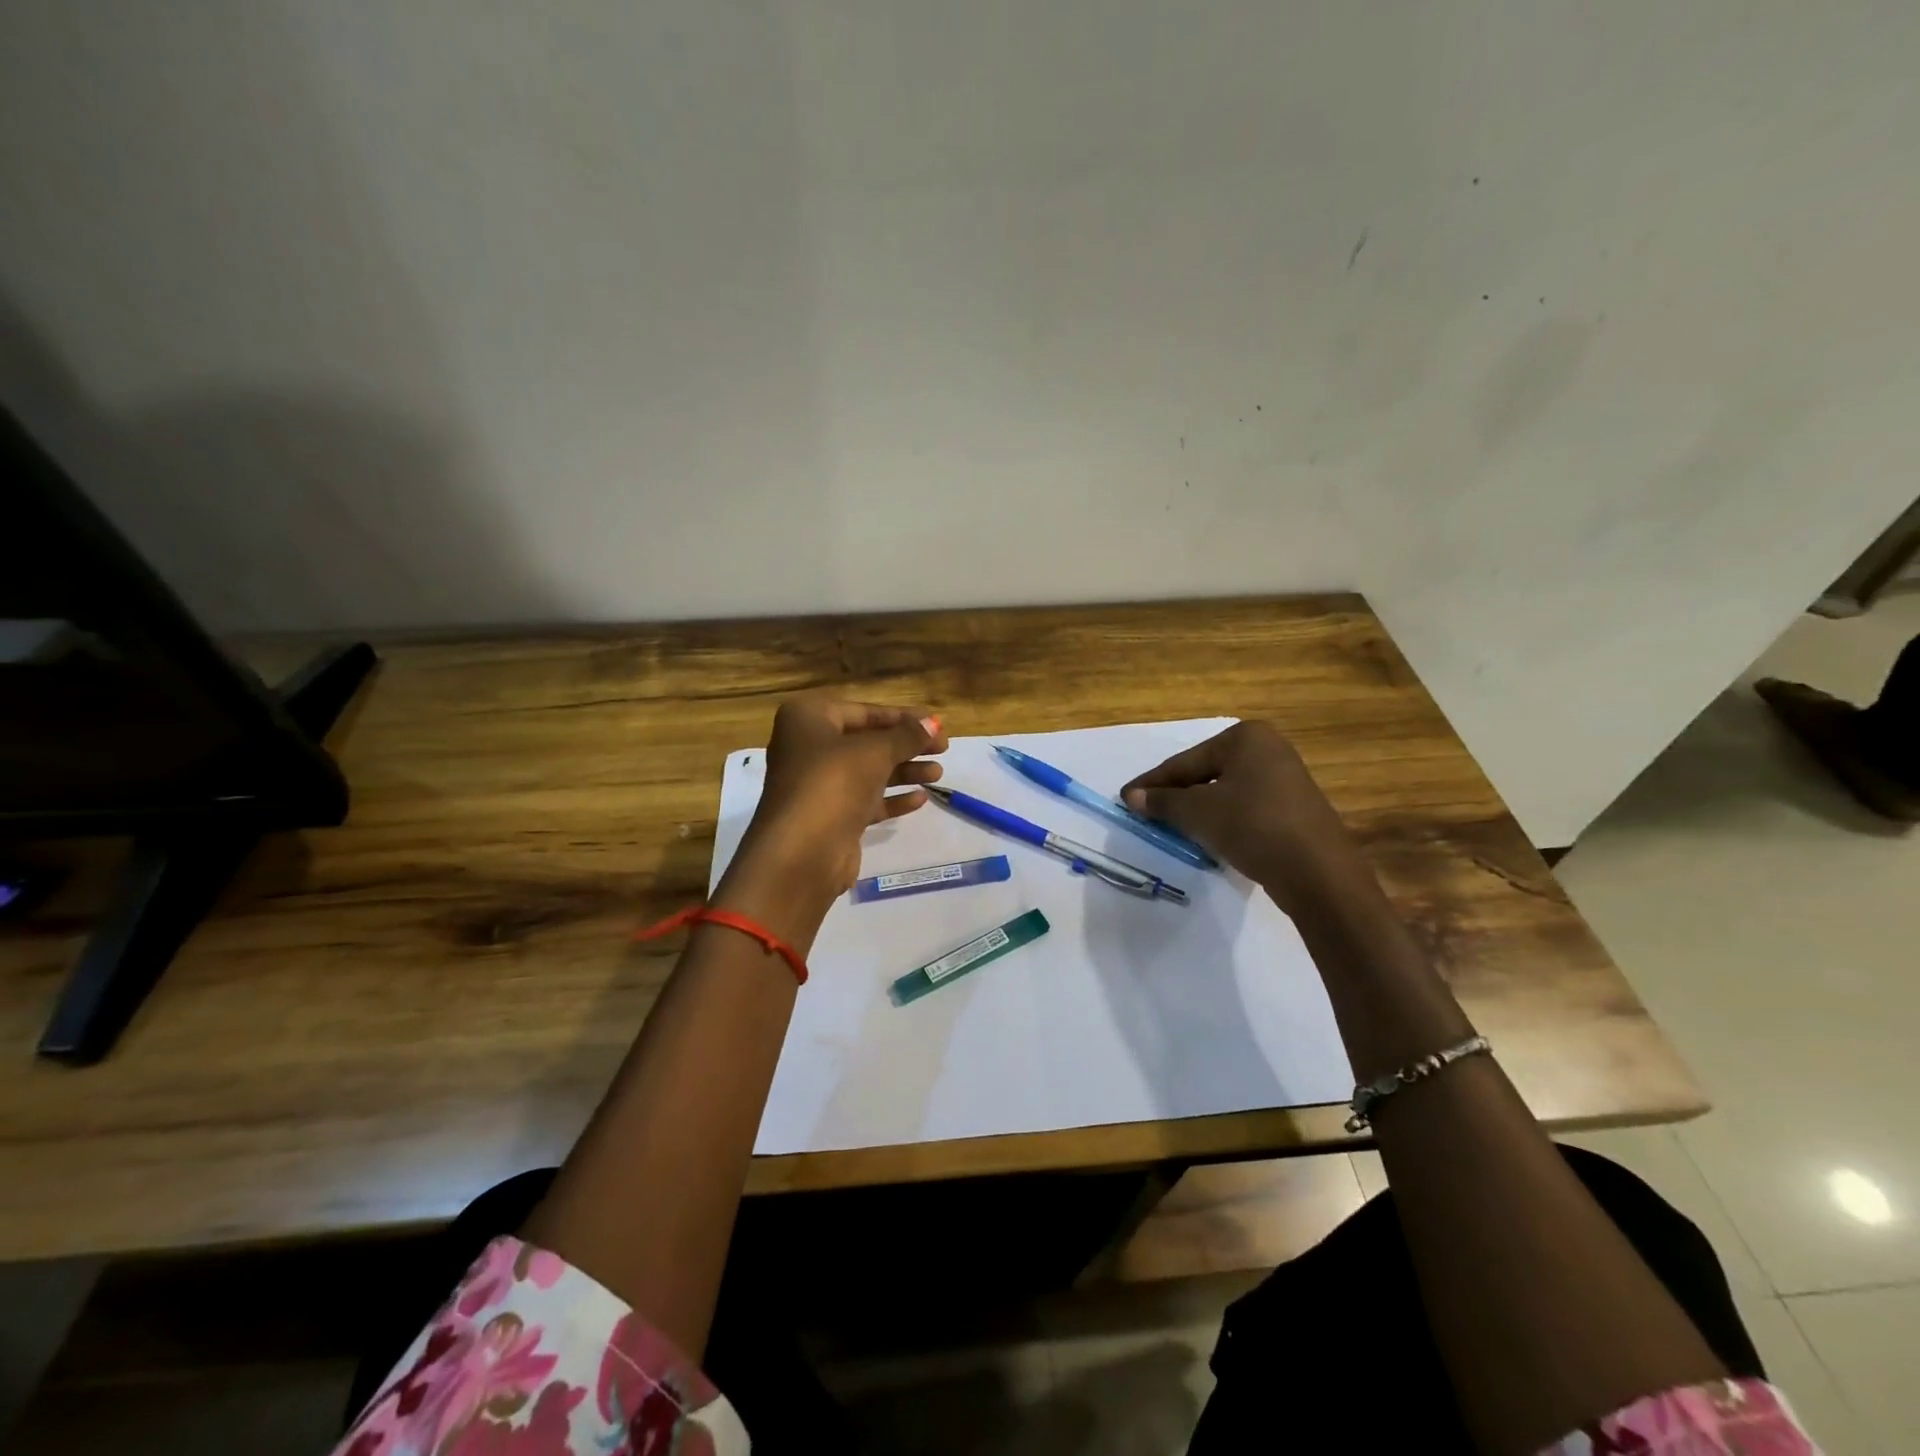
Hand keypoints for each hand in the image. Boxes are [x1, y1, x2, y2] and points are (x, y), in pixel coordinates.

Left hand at [720, 697, 948, 936]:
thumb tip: (933, 724)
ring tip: (938, 774)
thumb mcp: (875, 752)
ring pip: (867, 772)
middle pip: (866, 742)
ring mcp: (817, 785)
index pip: (863, 712)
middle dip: (905, 745)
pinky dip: (891, 798)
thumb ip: (907, 736)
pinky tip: (920, 799)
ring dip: (904, 771)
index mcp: (807, 720)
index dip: (902, 717)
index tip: (935, 723)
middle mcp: (807, 748)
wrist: (801, 853)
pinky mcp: (829, 816)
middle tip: (943, 748)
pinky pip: (864, 800)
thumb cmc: (833, 783)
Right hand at [1122, 720, 1362, 915]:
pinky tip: (1208, 836)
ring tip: (1171, 826)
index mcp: (1246, 737)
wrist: (1318, 873)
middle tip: (1145, 813)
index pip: (1185, 761)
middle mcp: (1268, 748)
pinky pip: (1245, 806)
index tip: (1125, 798)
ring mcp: (1285, 778)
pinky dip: (1222, 818)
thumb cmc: (1253, 826)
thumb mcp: (1199, 812)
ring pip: (1224, 791)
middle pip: (1205, 773)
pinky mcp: (1293, 807)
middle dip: (1175, 795)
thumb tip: (1132, 796)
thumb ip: (1163, 802)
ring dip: (1196, 808)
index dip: (1153, 783)